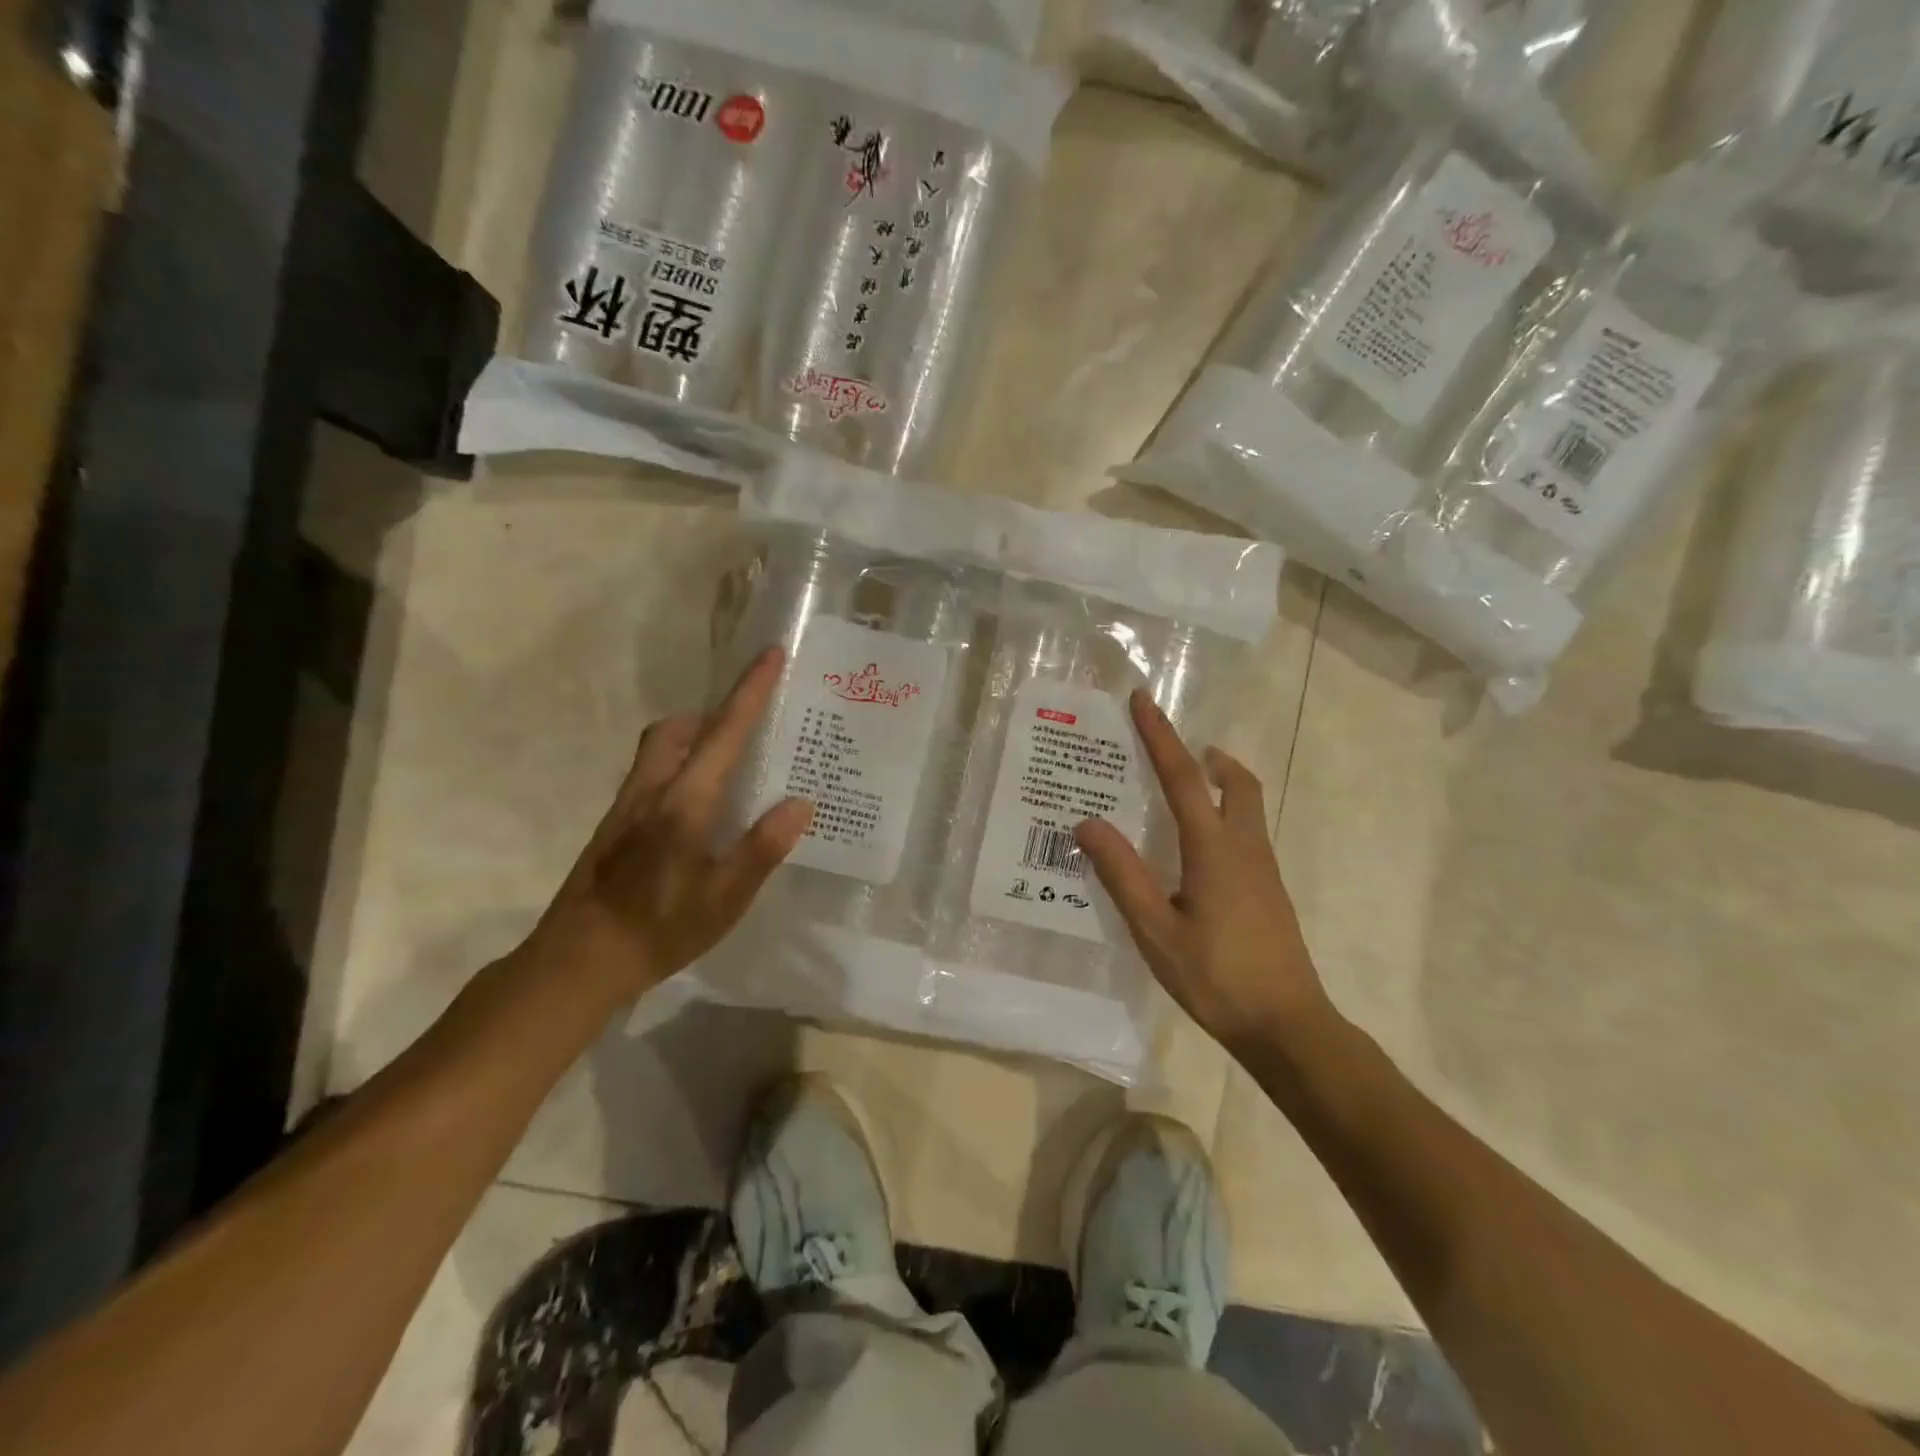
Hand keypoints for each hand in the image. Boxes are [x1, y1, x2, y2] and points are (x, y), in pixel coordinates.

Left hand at [524, 647, 812, 1004]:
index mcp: (684, 802)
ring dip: (695, 738)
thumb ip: (762, 848)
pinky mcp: (615, 825)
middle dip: (715, 714)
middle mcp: (652, 790)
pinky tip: (698, 809)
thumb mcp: (725, 898)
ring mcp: (627, 806)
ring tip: (731, 768)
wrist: (578, 959)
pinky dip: (681, 765)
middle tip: (752, 730)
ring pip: (660, 748)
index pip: (724, 733)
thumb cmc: (659, 929)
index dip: (751, 691)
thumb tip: (799, 803)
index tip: (771, 654)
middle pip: (678, 728)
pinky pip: (653, 772)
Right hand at [1075, 689, 1336, 1056]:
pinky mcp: (1269, 891)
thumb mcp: (1155, 929)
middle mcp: (1245, 847)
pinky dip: (1223, 815)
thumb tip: (1086, 823)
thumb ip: (1122, 874)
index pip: (1182, 777)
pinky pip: (1246, 833)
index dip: (1161, 736)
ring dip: (1218, 783)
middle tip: (1175, 749)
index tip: (1143, 699)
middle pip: (1235, 782)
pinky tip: (1198, 850)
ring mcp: (1264, 870)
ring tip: (1182, 790)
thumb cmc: (1216, 977)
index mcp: (1214, 848)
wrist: (1288, 1026)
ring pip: (1246, 806)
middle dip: (1206, 756)